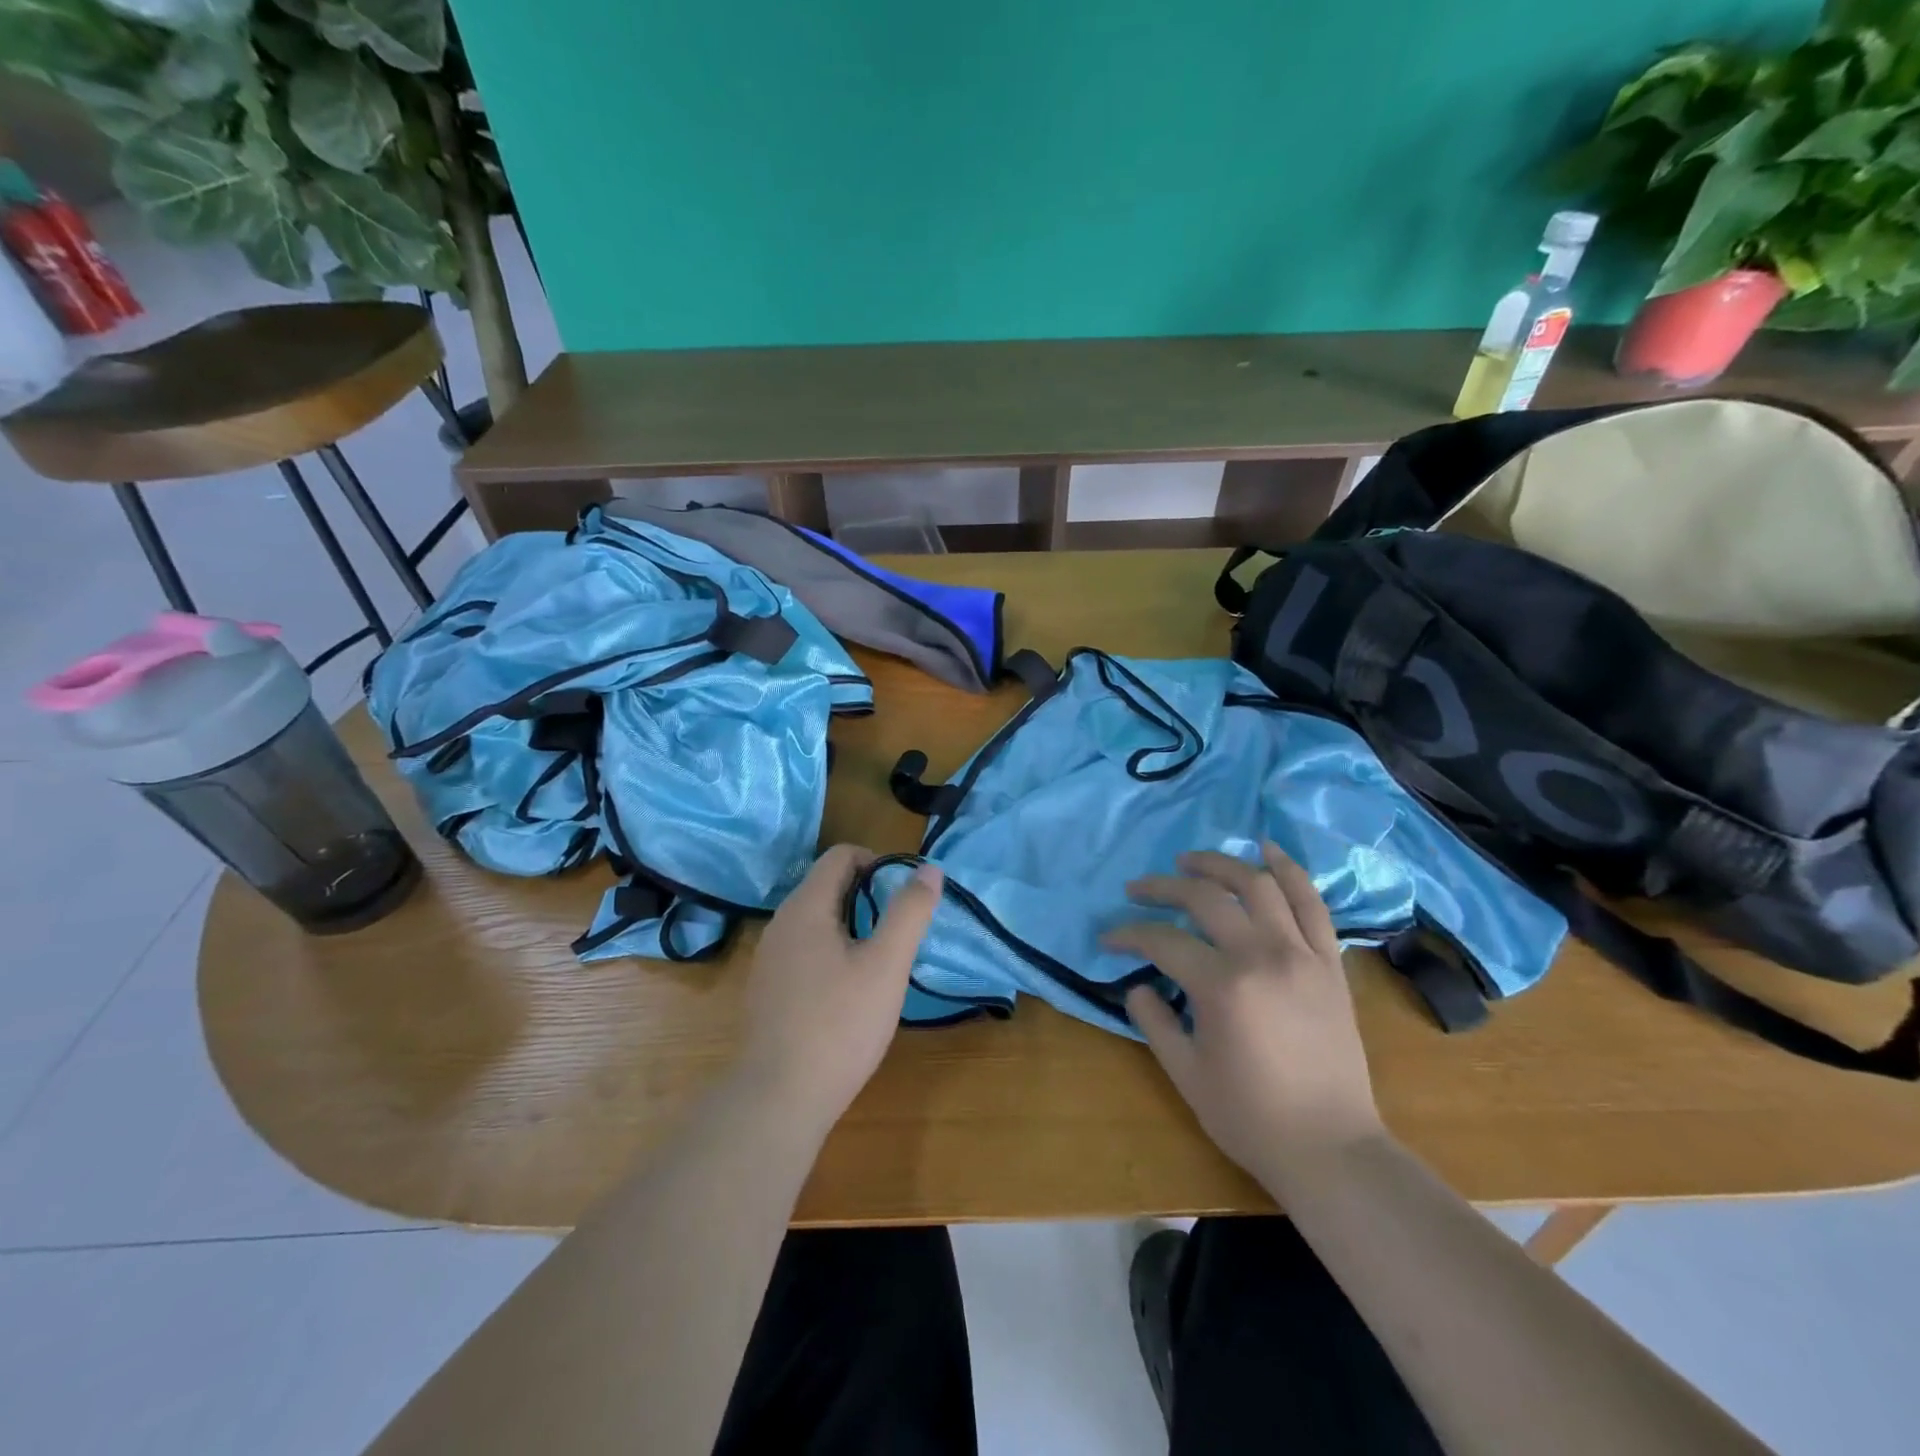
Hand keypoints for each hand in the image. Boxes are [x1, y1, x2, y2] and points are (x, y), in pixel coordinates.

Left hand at [736, 846, 942, 1129]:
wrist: (778, 1099)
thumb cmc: (839, 1025)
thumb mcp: (887, 965)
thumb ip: (909, 912)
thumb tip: (929, 868)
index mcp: (806, 907)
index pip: (840, 855)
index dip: (878, 862)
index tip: (904, 895)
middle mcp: (780, 923)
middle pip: (827, 885)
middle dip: (868, 896)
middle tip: (899, 930)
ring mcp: (769, 958)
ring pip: (816, 920)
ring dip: (851, 925)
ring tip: (880, 961)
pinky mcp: (767, 990)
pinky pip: (804, 950)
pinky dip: (832, 952)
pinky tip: (849, 993)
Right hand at [1105, 843, 1382, 1188]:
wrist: (1331, 1149)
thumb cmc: (1250, 1116)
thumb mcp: (1185, 1073)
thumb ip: (1153, 1020)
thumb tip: (1137, 984)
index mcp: (1221, 986)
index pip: (1162, 940)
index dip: (1128, 934)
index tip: (1109, 938)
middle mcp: (1262, 956)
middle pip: (1205, 897)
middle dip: (1163, 886)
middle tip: (1138, 889)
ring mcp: (1301, 954)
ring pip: (1257, 885)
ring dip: (1219, 863)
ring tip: (1190, 861)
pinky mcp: (1329, 963)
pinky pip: (1311, 903)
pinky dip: (1289, 870)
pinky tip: (1267, 850)